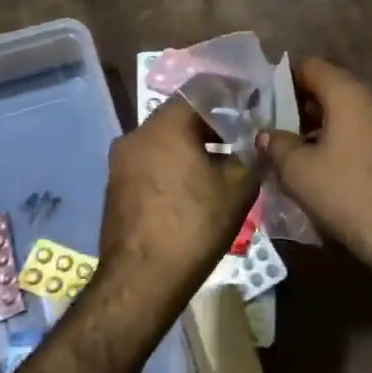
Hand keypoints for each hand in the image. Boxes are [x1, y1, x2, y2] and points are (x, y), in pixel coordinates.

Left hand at [99, 100, 258, 296]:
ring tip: (220, 163)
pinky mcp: (116, 186)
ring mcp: (121, 162)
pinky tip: (192, 186)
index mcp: (165, 125)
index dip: (229, 96)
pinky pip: (150, 162)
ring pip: (163, 140)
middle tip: (239, 137)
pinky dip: (173, 164)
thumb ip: (251, 155)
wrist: (141, 280)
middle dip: (211, 123)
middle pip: (179, 116)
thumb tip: (256, 142)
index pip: (200, 92)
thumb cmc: (194, 225)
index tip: (250, 105)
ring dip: (191, 145)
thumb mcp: (238, 188)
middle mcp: (136, 134)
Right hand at [257, 58, 371, 273]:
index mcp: (351, 93)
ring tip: (305, 156)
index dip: (285, 81)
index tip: (267, 104)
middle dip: (305, 108)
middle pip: (335, 89)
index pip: (312, 67)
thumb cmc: (350, 194)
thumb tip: (266, 134)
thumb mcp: (299, 172)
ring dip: (328, 128)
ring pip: (354, 113)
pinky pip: (371, 133)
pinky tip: (336, 171)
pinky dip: (350, 142)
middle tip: (281, 133)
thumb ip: (277, 145)